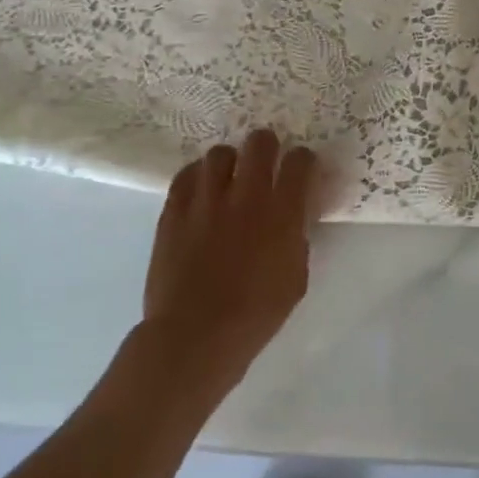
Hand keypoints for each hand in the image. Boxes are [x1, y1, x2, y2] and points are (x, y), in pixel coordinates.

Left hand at [140, 129, 321, 396]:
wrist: (195, 335)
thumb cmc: (256, 314)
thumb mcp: (296, 276)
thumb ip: (297, 236)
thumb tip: (294, 214)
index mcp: (283, 213)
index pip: (301, 161)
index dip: (304, 161)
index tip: (301, 171)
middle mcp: (247, 195)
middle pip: (260, 142)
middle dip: (268, 147)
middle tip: (266, 164)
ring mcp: (206, 200)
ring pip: (220, 153)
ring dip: (230, 162)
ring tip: (229, 179)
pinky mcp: (174, 210)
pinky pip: (187, 175)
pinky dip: (198, 177)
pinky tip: (202, 193)